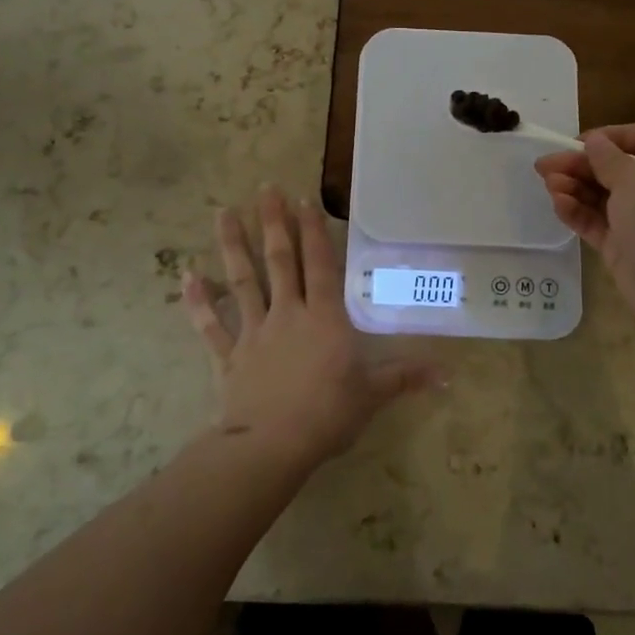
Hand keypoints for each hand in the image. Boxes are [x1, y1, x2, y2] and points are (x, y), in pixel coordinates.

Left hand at [182, 187, 440, 468]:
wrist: (271, 446)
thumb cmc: (327, 414)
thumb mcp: (372, 394)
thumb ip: (405, 377)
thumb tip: (447, 375)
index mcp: (324, 318)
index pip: (319, 265)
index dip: (313, 232)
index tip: (303, 200)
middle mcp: (287, 314)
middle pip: (279, 261)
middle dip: (274, 223)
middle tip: (265, 189)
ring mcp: (254, 332)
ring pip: (242, 281)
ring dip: (232, 246)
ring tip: (222, 212)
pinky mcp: (229, 356)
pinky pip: (211, 326)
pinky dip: (198, 302)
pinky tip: (187, 277)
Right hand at [535, 123, 634, 353]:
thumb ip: (608, 158)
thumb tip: (595, 141)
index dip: (613, 136)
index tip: (581, 142)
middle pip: (616, 168)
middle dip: (581, 164)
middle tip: (544, 165)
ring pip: (602, 196)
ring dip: (574, 186)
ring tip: (548, 184)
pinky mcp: (624, 248)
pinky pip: (597, 223)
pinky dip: (577, 212)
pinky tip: (558, 205)